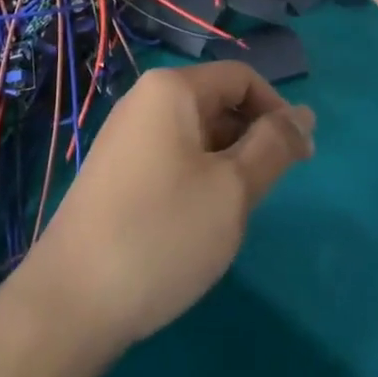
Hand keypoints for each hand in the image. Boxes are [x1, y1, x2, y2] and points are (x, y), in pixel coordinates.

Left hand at [14, 62, 314, 348]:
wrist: (73, 299)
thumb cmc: (162, 233)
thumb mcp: (232, 190)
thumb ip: (273, 146)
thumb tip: (304, 115)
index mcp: (171, 89)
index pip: (241, 77)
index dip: (278, 110)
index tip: (301, 160)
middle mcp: (144, 99)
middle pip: (216, 100)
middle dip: (251, 138)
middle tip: (266, 193)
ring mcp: (125, 134)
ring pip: (195, 132)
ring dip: (226, 162)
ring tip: (232, 212)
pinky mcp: (116, 169)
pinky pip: (171, 154)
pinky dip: (198, 176)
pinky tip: (198, 222)